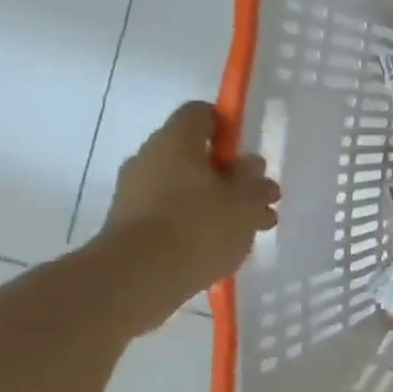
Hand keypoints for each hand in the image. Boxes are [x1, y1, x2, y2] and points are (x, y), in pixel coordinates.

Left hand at [102, 102, 279, 329]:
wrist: (138, 277)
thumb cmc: (199, 226)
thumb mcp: (245, 201)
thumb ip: (254, 179)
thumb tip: (249, 164)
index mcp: (176, 141)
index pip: (202, 113)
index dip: (229, 126)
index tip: (249, 153)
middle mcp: (150, 159)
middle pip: (197, 155)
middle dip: (232, 176)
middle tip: (261, 201)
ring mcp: (136, 193)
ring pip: (188, 188)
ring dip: (220, 203)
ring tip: (253, 230)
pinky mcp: (131, 224)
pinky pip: (173, 213)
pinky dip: (198, 224)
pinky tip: (223, 246)